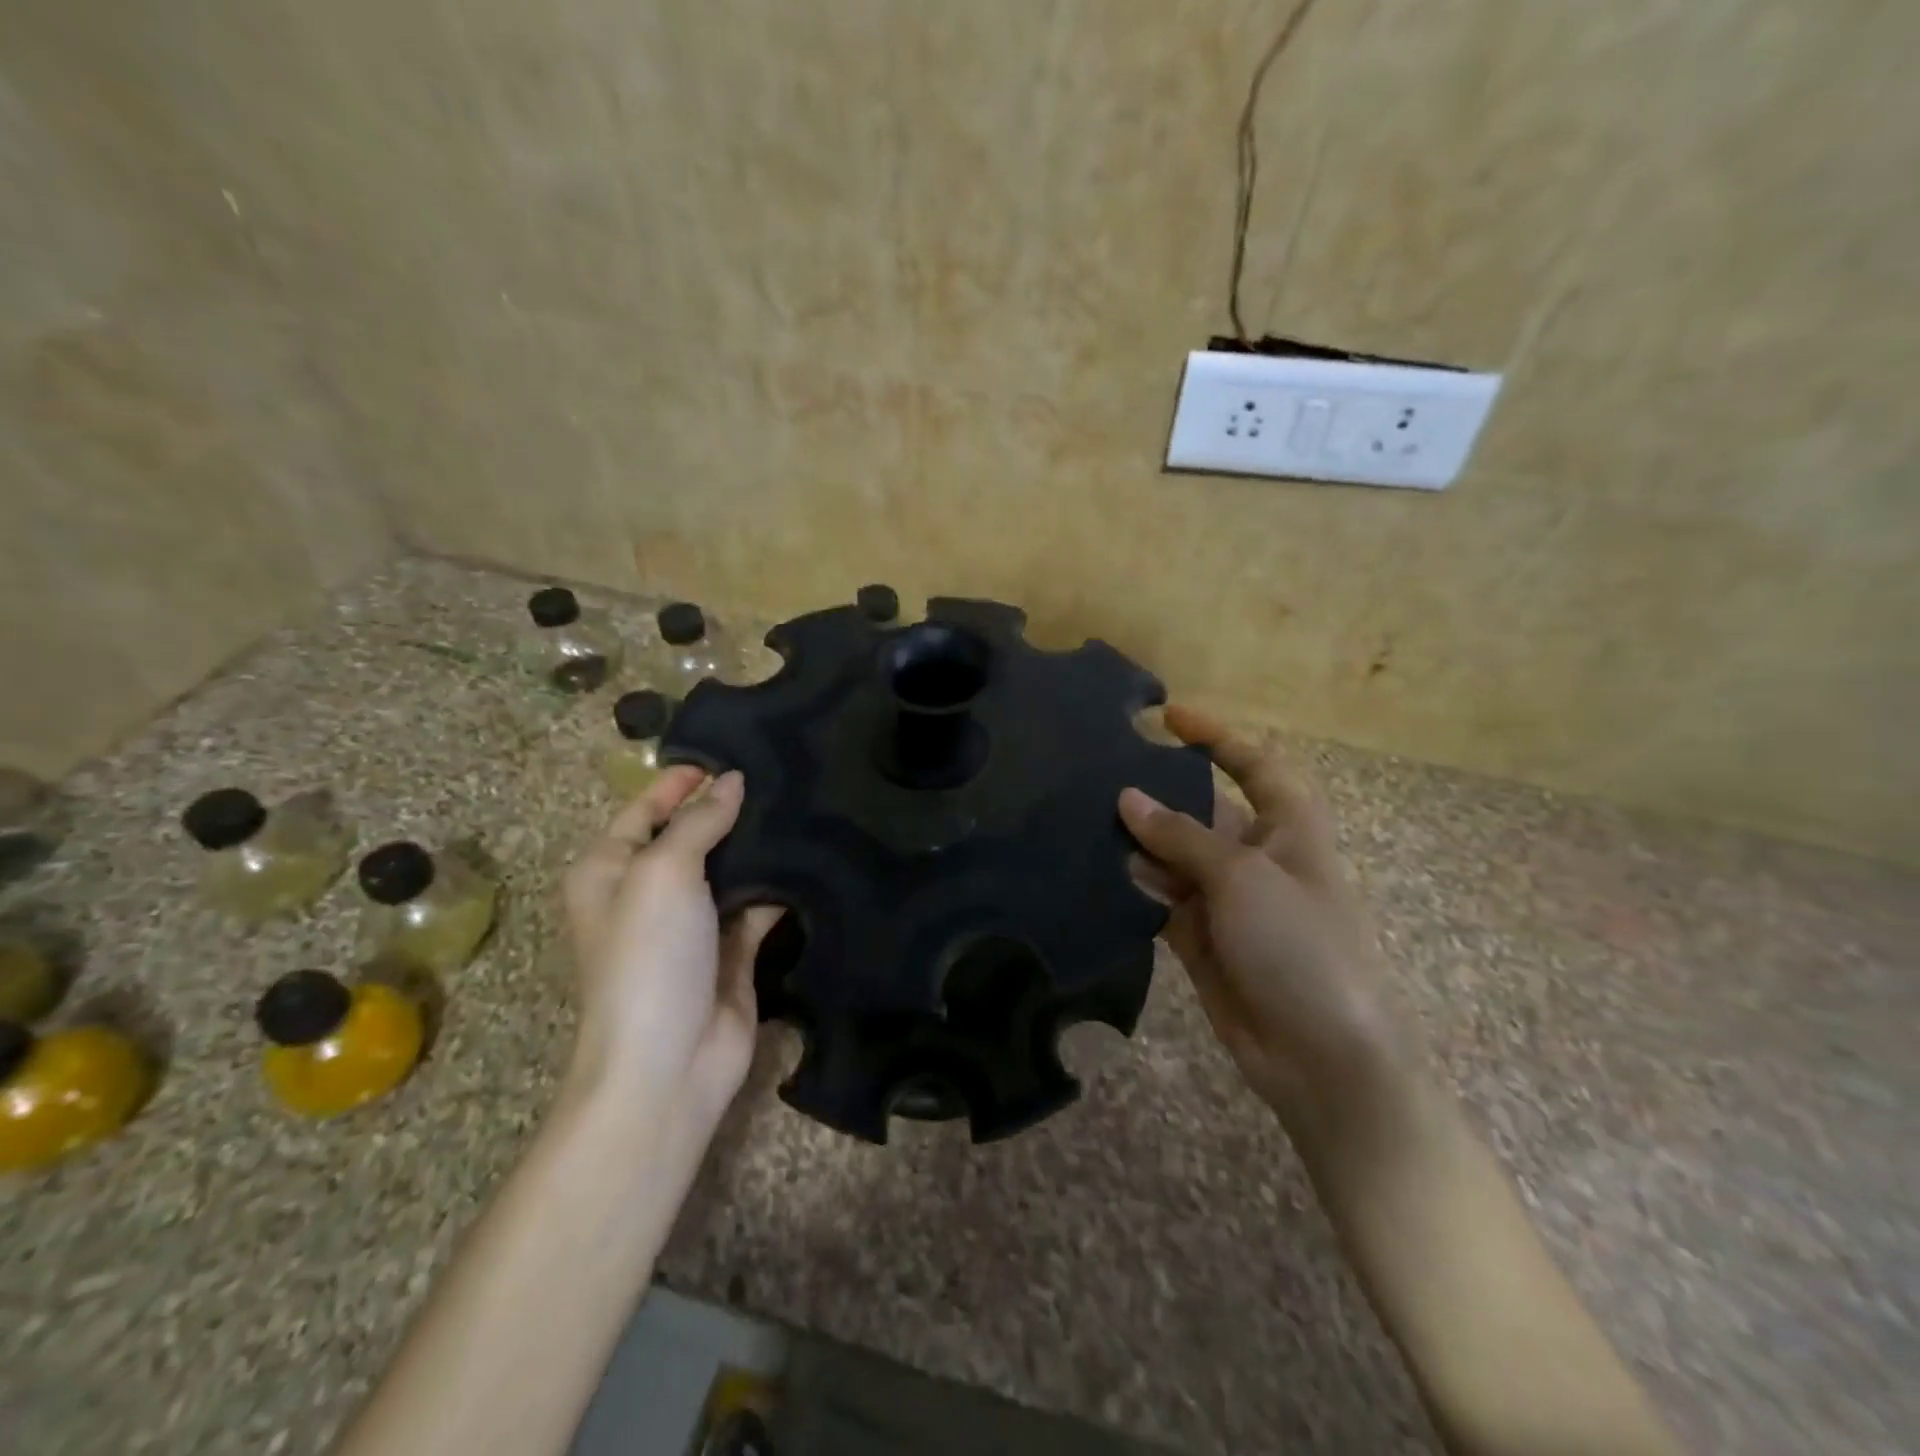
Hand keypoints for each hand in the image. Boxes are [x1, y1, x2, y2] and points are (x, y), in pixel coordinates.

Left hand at [562, 767, 781, 1135]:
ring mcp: (691, 925)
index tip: (731, 753)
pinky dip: (779, 887)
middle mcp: (647, 893)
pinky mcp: (731, 952)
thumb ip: (698, 822)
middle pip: (690, 836)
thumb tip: (732, 781)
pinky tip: (812, 857)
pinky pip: (757, 907)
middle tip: (781, 772)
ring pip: (728, 870)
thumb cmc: (647, 956)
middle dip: (728, 809)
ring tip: (803, 803)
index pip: (644, 808)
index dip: (680, 781)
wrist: (668, 1063)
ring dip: (758, 846)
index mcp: (610, 870)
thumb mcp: (663, 873)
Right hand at [1121, 706, 1407, 1132]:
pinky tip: (1097, 870)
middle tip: (1098, 774)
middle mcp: (1256, 856)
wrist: (1320, 1055)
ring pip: (1173, 854)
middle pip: (1202, 809)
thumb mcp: (1242, 878)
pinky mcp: (1199, 936)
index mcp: (1289, 828)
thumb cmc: (1301, 946)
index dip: (1215, 736)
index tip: (1166, 717)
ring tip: (1083, 818)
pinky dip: (1134, 885)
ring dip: (1138, 840)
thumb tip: (1128, 798)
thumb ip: (1181, 836)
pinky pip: (1160, 898)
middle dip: (1158, 792)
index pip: (1252, 764)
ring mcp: (1226, 898)